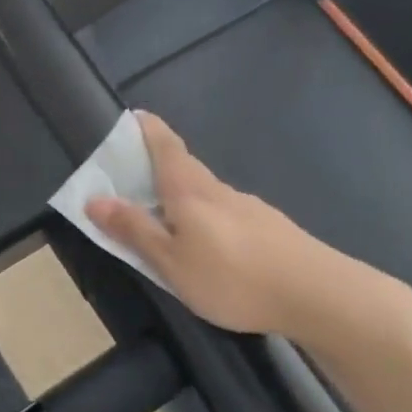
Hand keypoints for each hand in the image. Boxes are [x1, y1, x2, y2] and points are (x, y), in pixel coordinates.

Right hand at [84, 112, 334, 335]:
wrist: (317, 294)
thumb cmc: (232, 277)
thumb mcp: (171, 262)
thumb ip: (134, 230)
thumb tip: (94, 199)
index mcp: (189, 191)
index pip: (165, 145)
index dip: (146, 129)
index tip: (132, 117)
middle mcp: (218, 189)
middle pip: (184, 166)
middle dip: (158, 163)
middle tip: (133, 176)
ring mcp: (248, 206)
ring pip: (205, 192)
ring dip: (181, 194)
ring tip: (164, 218)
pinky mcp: (268, 227)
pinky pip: (224, 212)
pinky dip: (205, 216)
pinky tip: (208, 244)